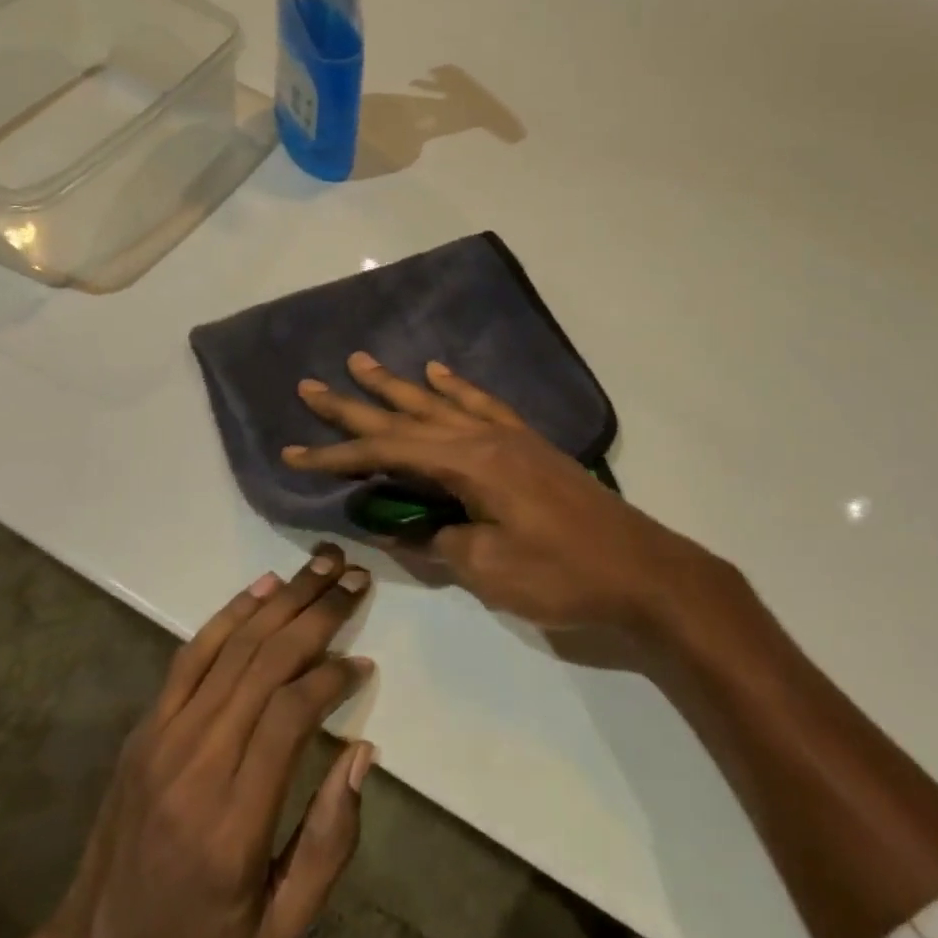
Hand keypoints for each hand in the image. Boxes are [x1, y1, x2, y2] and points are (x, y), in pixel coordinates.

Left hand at [0, 548, 376, 937]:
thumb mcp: (280, 929)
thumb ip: (330, 844)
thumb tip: (361, 751)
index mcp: (232, 822)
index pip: (289, 716)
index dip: (331, 676)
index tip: (362, 661)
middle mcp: (195, 765)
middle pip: (264, 664)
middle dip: (317, 614)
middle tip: (356, 580)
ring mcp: (163, 737)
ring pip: (233, 647)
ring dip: (284, 599)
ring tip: (324, 564)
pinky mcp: (146, 725)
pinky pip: (192, 654)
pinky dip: (232, 613)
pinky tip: (266, 586)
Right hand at [283, 353, 711, 632]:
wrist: (642, 569)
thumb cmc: (563, 574)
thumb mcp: (490, 569)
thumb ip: (439, 541)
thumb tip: (400, 526)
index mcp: (469, 464)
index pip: (387, 453)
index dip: (338, 455)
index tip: (295, 452)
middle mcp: (483, 437)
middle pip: (406, 416)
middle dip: (355, 405)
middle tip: (313, 385)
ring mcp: (508, 436)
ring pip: (438, 402)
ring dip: (397, 385)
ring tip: (363, 363)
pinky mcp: (527, 444)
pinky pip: (481, 403)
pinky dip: (455, 387)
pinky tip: (438, 373)